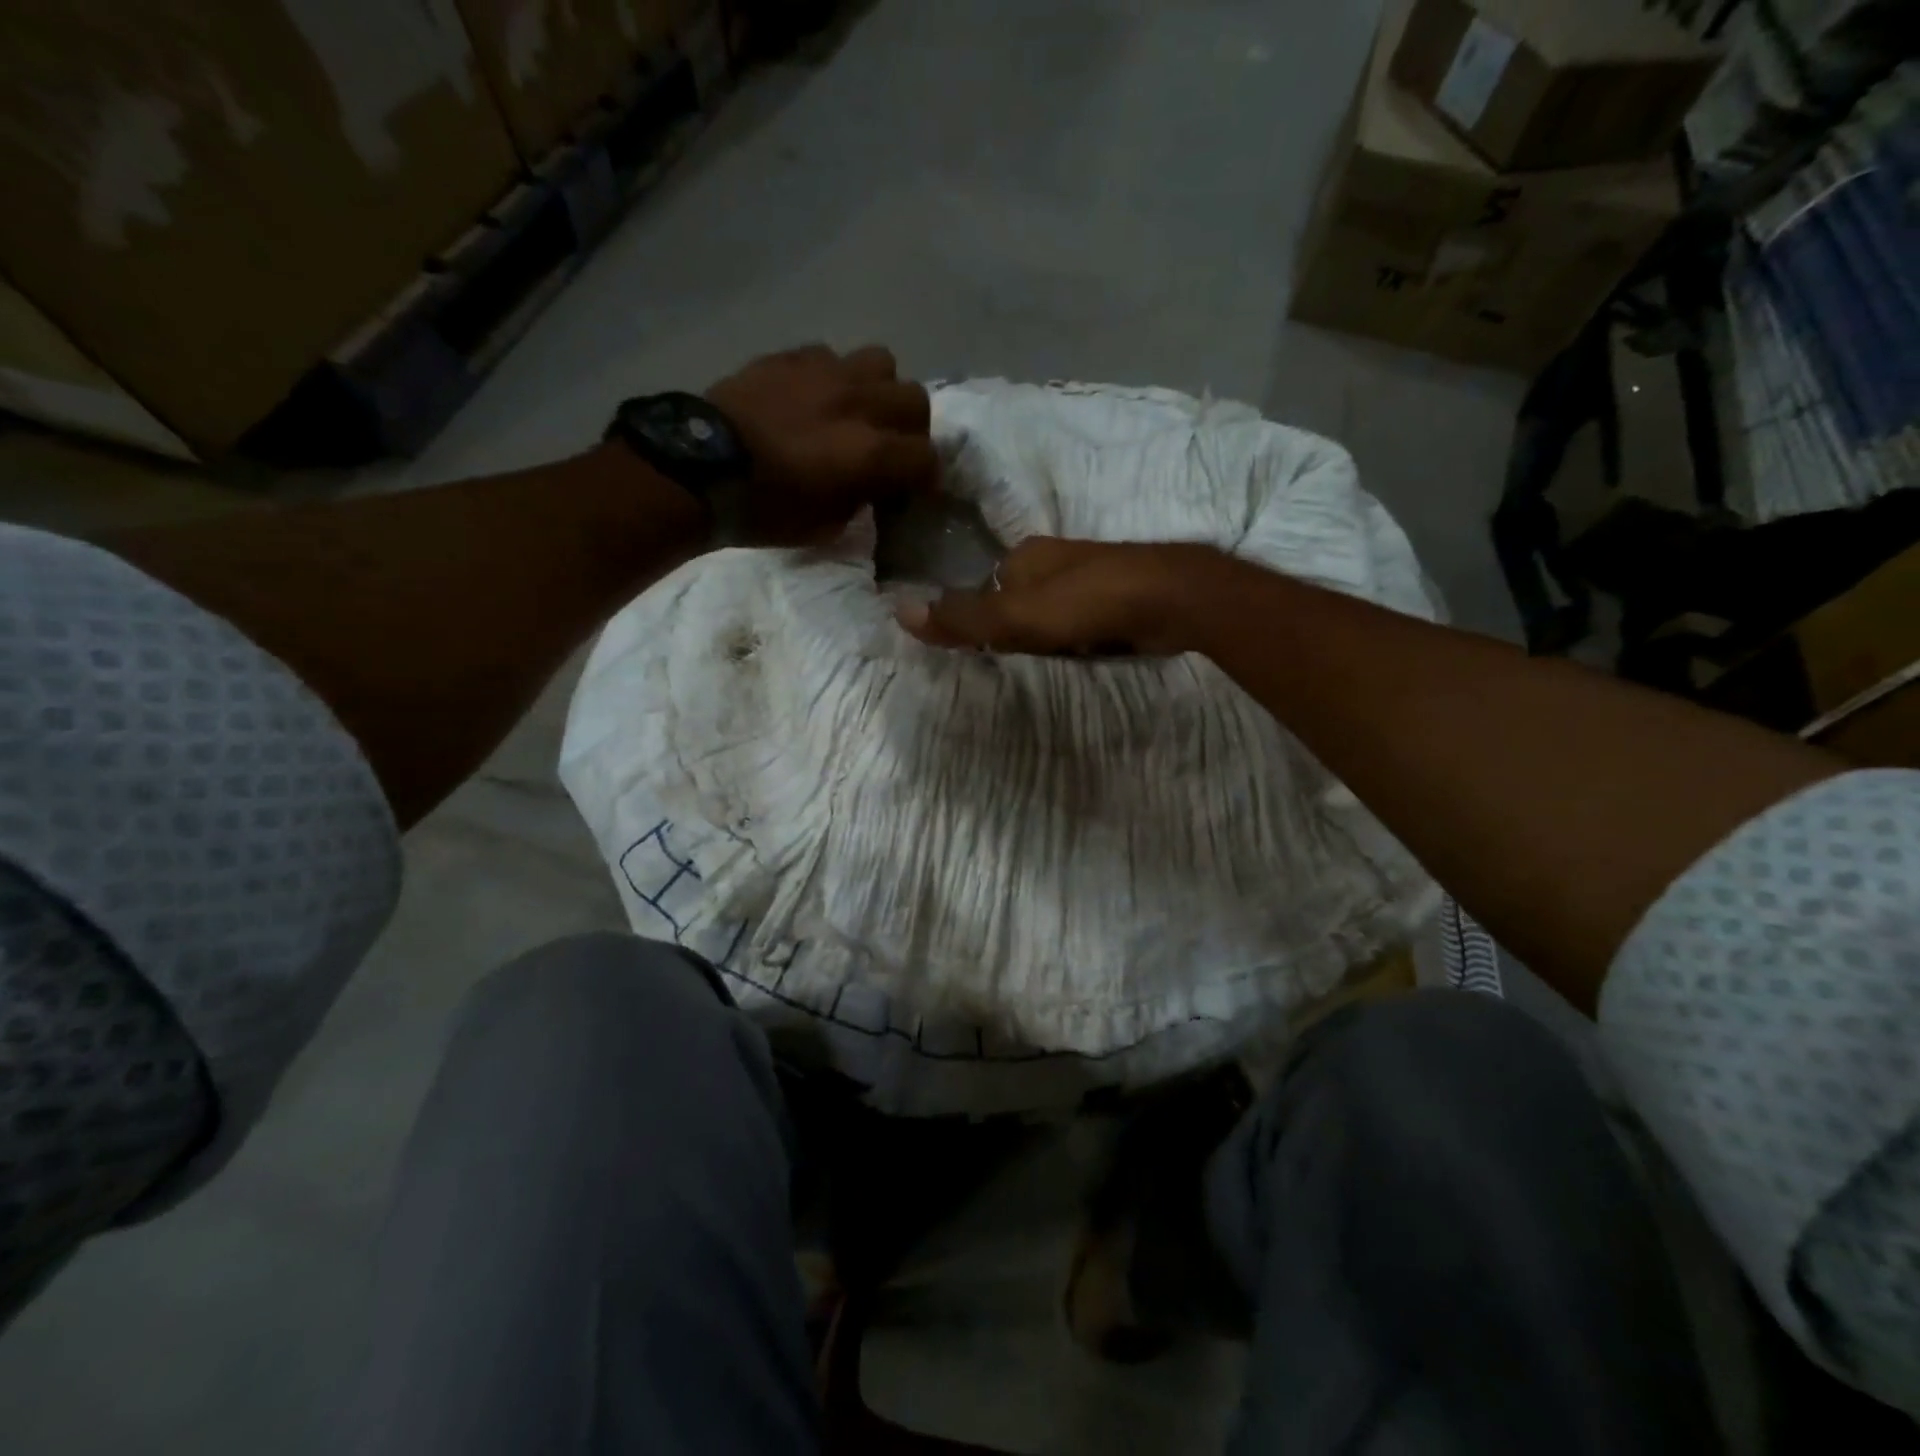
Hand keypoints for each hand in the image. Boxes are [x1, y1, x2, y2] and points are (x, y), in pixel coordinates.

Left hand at [705, 344, 936, 543]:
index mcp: (870, 453)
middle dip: (911, 428)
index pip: (927, 458)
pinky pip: (832, 355)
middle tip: (891, 447)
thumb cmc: (764, 510)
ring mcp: (826, 372)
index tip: (913, 489)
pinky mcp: (792, 356)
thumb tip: (869, 485)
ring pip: (881, 362)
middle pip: (915, 400)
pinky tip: (815, 397)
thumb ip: (860, 500)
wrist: (698, 469)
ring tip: (857, 410)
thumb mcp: (825, 526)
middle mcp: (859, 404)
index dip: (925, 477)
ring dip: (878, 389)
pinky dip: (834, 377)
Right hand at [895, 537, 1225, 656]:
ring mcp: (1090, 574)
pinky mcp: (1119, 594)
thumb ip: (962, 619)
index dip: (979, 619)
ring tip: (1049, 660)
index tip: (985, 650)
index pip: (985, 586)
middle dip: (1016, 628)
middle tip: (1019, 659)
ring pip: (1051, 609)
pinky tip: (1083, 651)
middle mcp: (1055, 558)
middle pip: (1018, 598)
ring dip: (1047, 634)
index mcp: (1025, 554)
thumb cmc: (1085, 603)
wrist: (1171, 598)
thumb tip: (898, 611)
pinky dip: (1077, 636)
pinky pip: (1082, 619)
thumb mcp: (1014, 617)